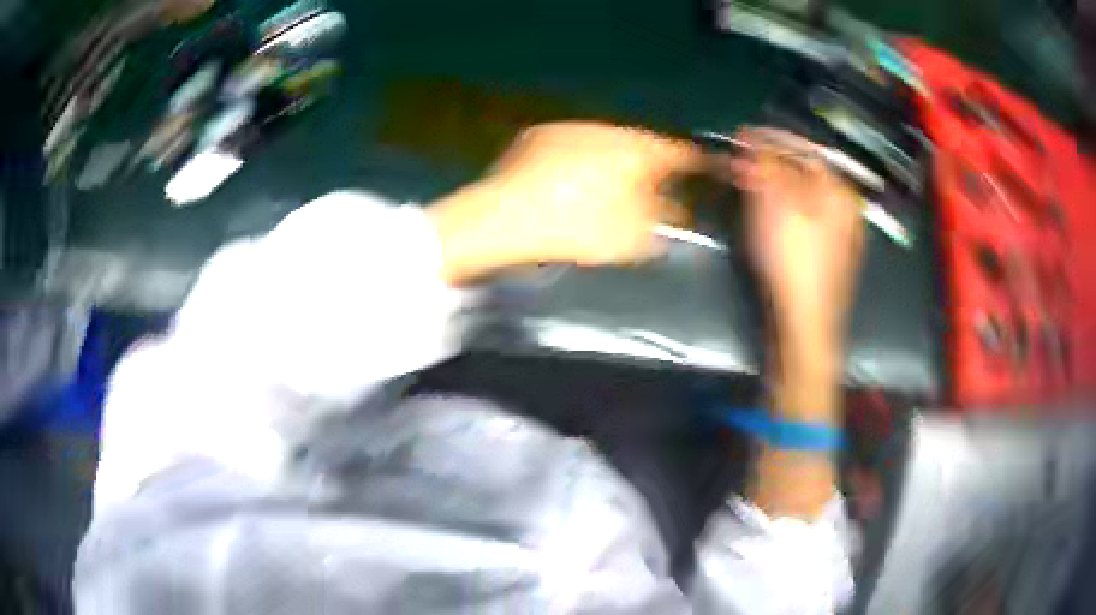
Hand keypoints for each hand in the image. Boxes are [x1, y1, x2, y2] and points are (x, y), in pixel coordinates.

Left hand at [427, 122, 699, 282]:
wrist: (504, 217)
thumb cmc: (577, 227)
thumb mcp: (633, 236)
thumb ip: (664, 221)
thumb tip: (677, 210)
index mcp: (637, 149)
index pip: (679, 151)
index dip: (696, 162)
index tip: (705, 170)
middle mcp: (608, 128)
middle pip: (641, 145)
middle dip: (649, 165)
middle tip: (653, 187)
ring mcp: (570, 127)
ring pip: (605, 142)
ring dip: (613, 161)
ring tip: (608, 186)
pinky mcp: (538, 135)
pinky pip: (572, 145)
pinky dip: (579, 160)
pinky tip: (568, 182)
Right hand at [732, 128, 865, 347]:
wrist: (806, 324)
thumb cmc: (794, 261)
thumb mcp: (776, 206)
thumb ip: (765, 167)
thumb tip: (751, 138)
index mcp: (840, 192)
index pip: (805, 149)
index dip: (772, 139)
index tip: (743, 135)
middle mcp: (846, 209)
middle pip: (806, 173)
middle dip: (772, 163)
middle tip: (742, 163)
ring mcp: (841, 234)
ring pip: (805, 196)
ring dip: (776, 185)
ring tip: (749, 185)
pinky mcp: (830, 256)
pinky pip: (807, 218)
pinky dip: (785, 209)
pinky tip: (769, 217)